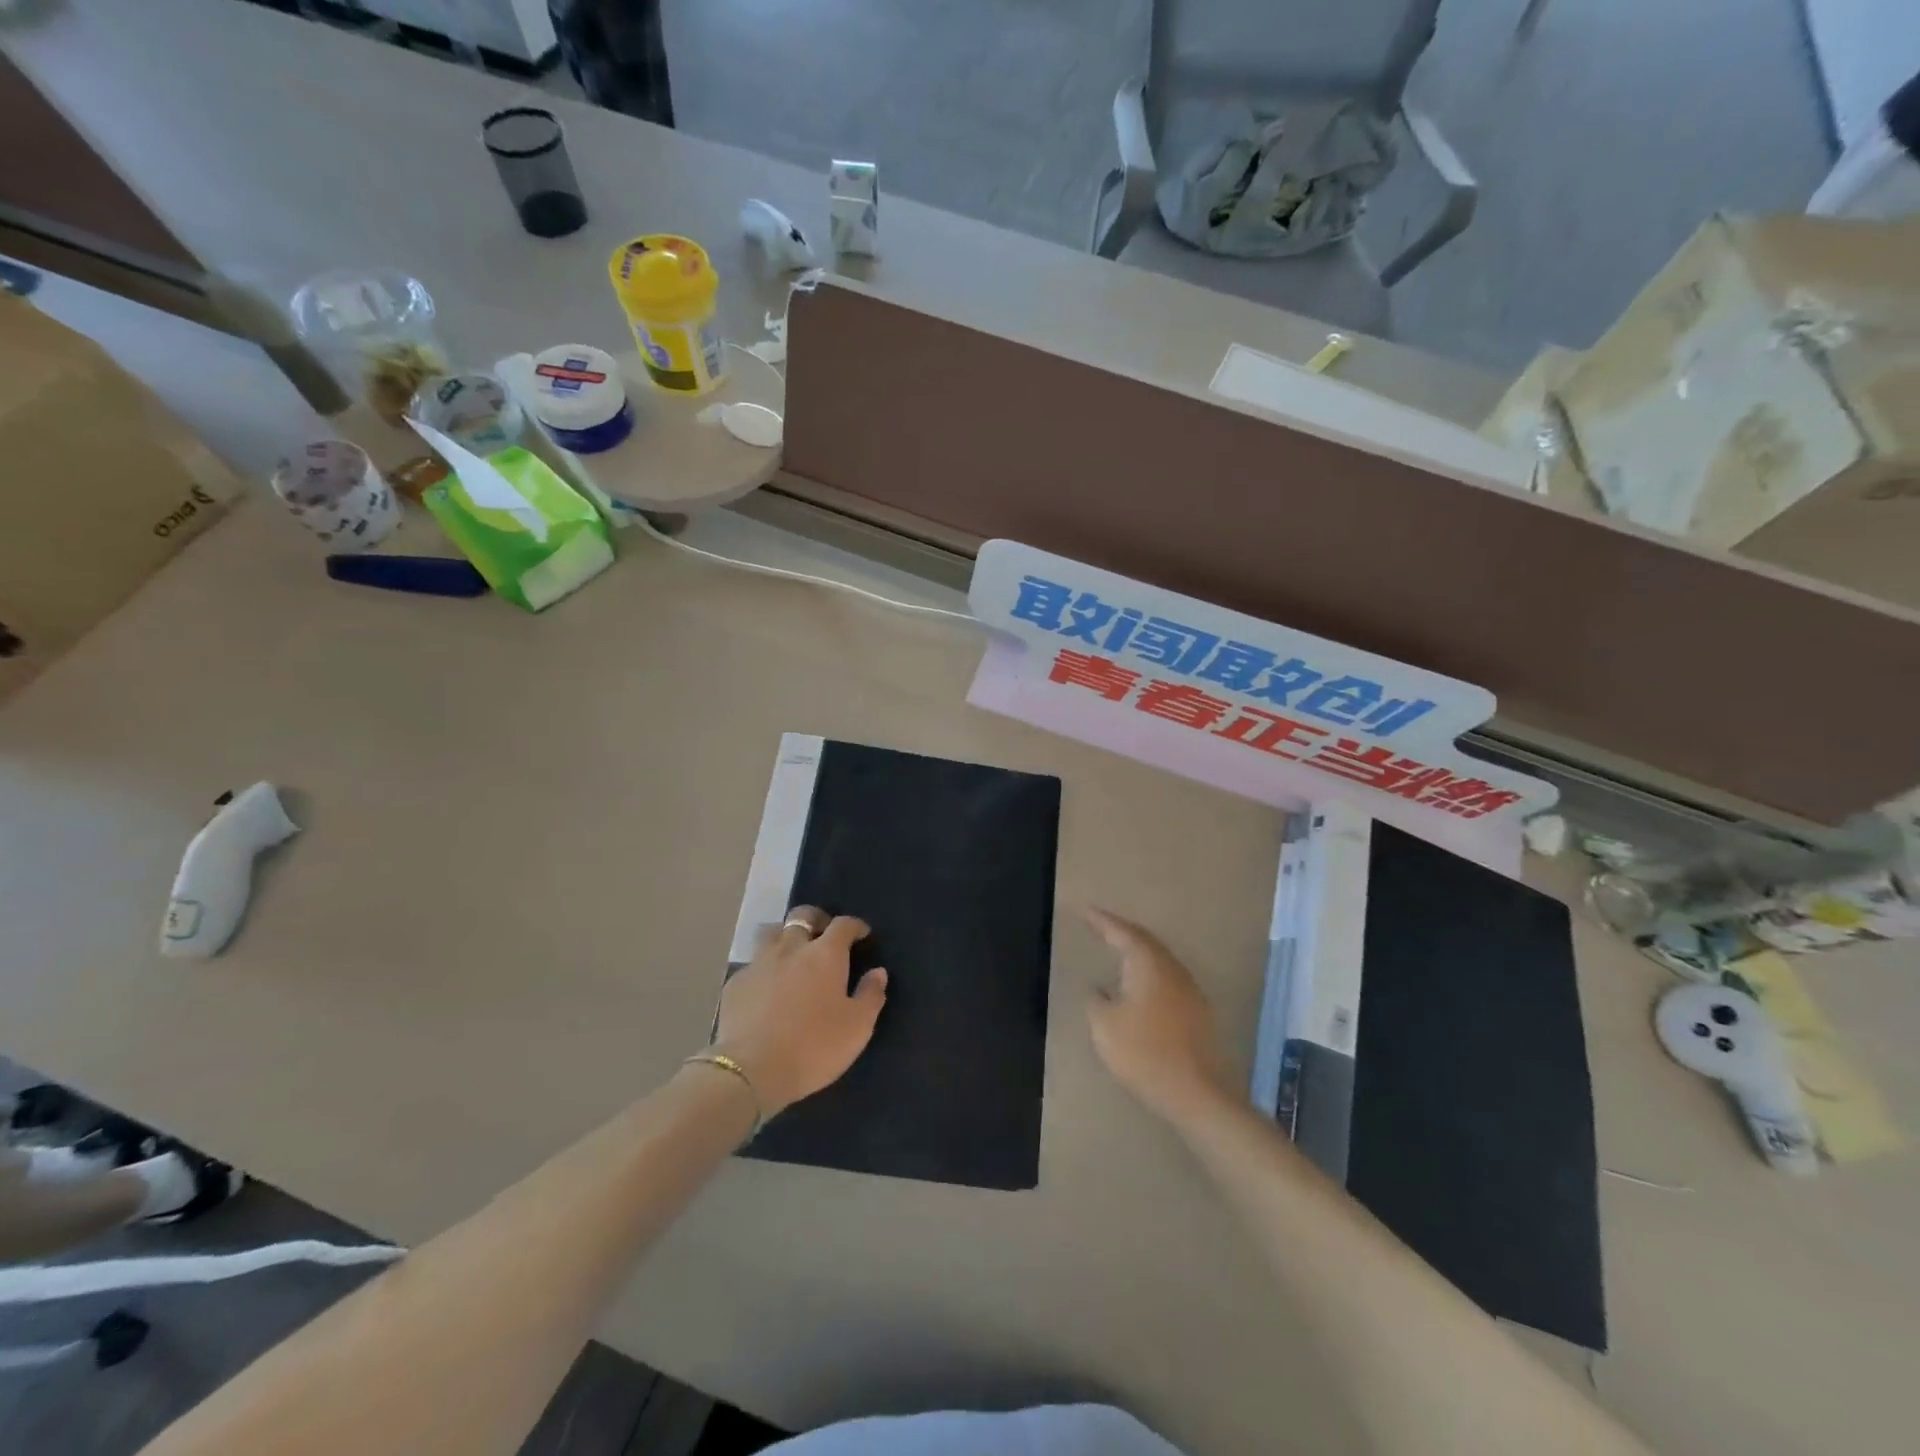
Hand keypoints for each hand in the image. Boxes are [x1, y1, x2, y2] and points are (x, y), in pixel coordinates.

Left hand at [711, 909, 888, 1116]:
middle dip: (816, 919)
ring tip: (791, 952)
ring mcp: (759, 963)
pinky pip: (752, 963)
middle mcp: (791, 948)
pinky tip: (766, 985)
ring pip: (771, 932)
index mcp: (825, 955)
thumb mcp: (857, 1027)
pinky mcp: (735, 983)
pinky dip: (763, 967)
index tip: (861, 934)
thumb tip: (878, 972)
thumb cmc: (813, 1047)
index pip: (843, 925)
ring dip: (785, 935)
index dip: (854, 926)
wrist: (751, 1071)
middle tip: (824, 933)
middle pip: (802, 916)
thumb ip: (870, 995)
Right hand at [1085, 907, 1231, 1124]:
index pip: (1122, 932)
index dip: (1102, 921)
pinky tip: (1139, 986)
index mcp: (1148, 964)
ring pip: (1159, 960)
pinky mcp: (1197, 1011)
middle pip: (1145, 941)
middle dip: (1121, 932)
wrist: (1195, 1092)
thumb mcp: (1104, 1025)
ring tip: (1117, 951)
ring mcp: (1189, 989)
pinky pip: (1167, 979)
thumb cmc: (1143, 1052)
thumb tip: (1098, 988)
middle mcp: (1172, 968)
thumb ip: (1096, 999)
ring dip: (1137, 953)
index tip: (1085, 910)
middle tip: (1100, 926)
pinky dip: (1148, 974)